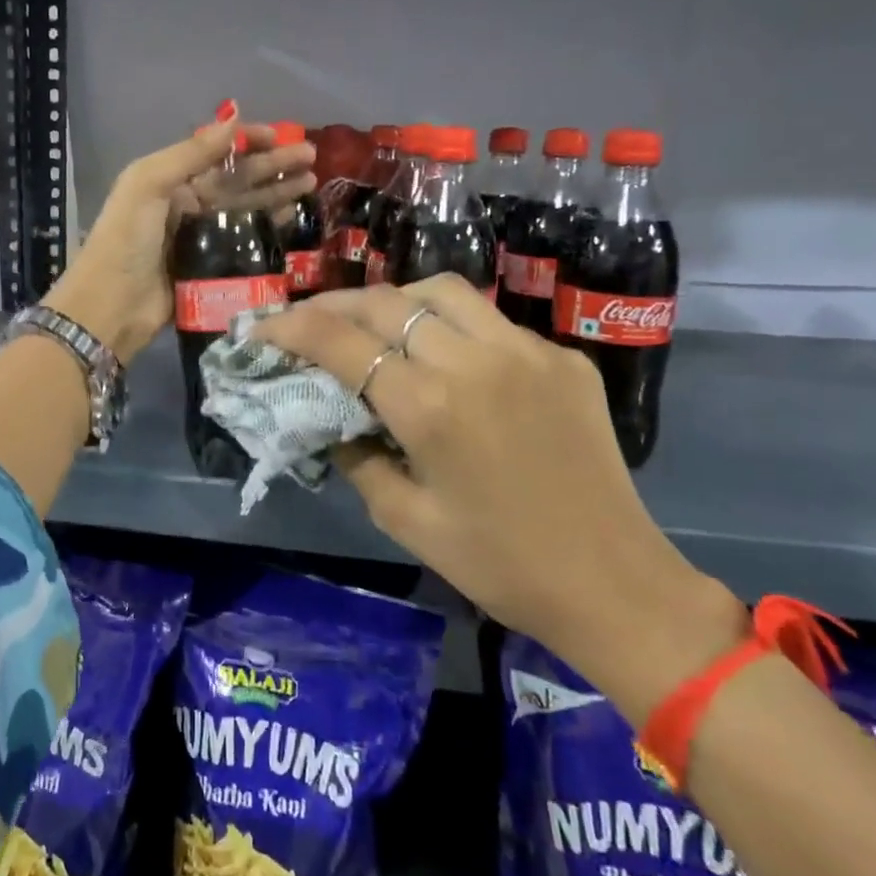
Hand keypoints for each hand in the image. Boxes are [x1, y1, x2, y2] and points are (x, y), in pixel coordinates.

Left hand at [43, 118, 315, 362]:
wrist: (112, 306)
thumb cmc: (126, 239)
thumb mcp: (148, 184)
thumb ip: (191, 153)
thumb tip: (234, 121)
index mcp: (170, 180)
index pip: (217, 154)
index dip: (249, 142)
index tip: (281, 135)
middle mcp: (187, 204)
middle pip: (238, 179)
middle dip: (274, 166)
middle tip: (312, 157)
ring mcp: (202, 237)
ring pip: (247, 208)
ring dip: (277, 193)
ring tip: (311, 183)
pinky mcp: (213, 268)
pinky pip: (246, 242)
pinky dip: (269, 229)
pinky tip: (292, 218)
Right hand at [248, 277, 744, 722]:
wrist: (614, 585)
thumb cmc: (499, 565)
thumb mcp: (406, 520)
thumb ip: (357, 458)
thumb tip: (333, 418)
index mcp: (429, 408)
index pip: (341, 342)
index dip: (290, 328)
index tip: (262, 330)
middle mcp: (474, 362)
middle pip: (385, 302)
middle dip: (334, 305)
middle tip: (309, 323)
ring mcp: (526, 352)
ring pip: (441, 291)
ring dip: (395, 300)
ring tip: (375, 325)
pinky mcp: (562, 358)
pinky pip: (492, 322)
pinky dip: (453, 326)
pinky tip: (448, 358)